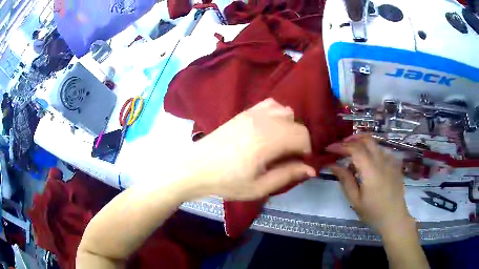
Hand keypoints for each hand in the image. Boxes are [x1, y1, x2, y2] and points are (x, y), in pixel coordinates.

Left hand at [184, 98, 315, 200]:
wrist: (196, 167)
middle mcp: (262, 121)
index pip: (302, 136)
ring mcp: (252, 113)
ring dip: (290, 127)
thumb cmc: (226, 181)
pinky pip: (270, 104)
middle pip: (296, 123)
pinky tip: (270, 128)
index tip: (299, 164)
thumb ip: (287, 175)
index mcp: (266, 141)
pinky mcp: (244, 112)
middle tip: (290, 158)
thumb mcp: (258, 187)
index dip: (306, 151)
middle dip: (300, 141)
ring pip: (286, 111)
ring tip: (280, 144)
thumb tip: (311, 168)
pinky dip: (277, 114)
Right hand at [326, 136, 412, 231]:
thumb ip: (345, 180)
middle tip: (340, 146)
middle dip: (351, 139)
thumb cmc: (373, 212)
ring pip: (375, 143)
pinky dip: (372, 150)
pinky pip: (382, 151)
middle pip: (366, 139)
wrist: (394, 217)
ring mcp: (391, 161)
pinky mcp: (395, 164)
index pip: (355, 149)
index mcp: (371, 170)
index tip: (329, 149)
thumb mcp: (355, 200)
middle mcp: (382, 160)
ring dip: (362, 143)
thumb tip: (332, 165)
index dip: (340, 146)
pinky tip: (368, 161)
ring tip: (352, 154)